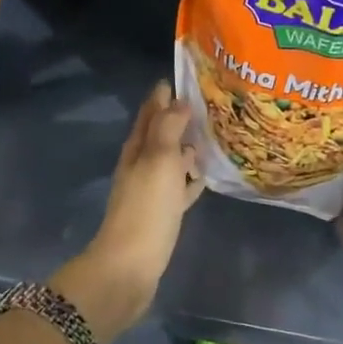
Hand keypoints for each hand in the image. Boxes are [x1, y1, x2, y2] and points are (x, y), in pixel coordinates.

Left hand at [52, 83, 203, 342]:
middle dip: (178, 117)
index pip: (150, 112)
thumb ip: (168, 128)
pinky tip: (205, 176)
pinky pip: (179, 187)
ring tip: (212, 135)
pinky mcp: (162, 213)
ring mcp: (151, 190)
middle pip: (160, 134)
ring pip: (171, 160)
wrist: (130, 266)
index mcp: (138, 148)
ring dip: (187, 147)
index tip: (183, 77)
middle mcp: (141, 164)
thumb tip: (177, 100)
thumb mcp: (158, 160)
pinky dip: (190, 178)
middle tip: (207, 103)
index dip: (163, 95)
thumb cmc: (146, 208)